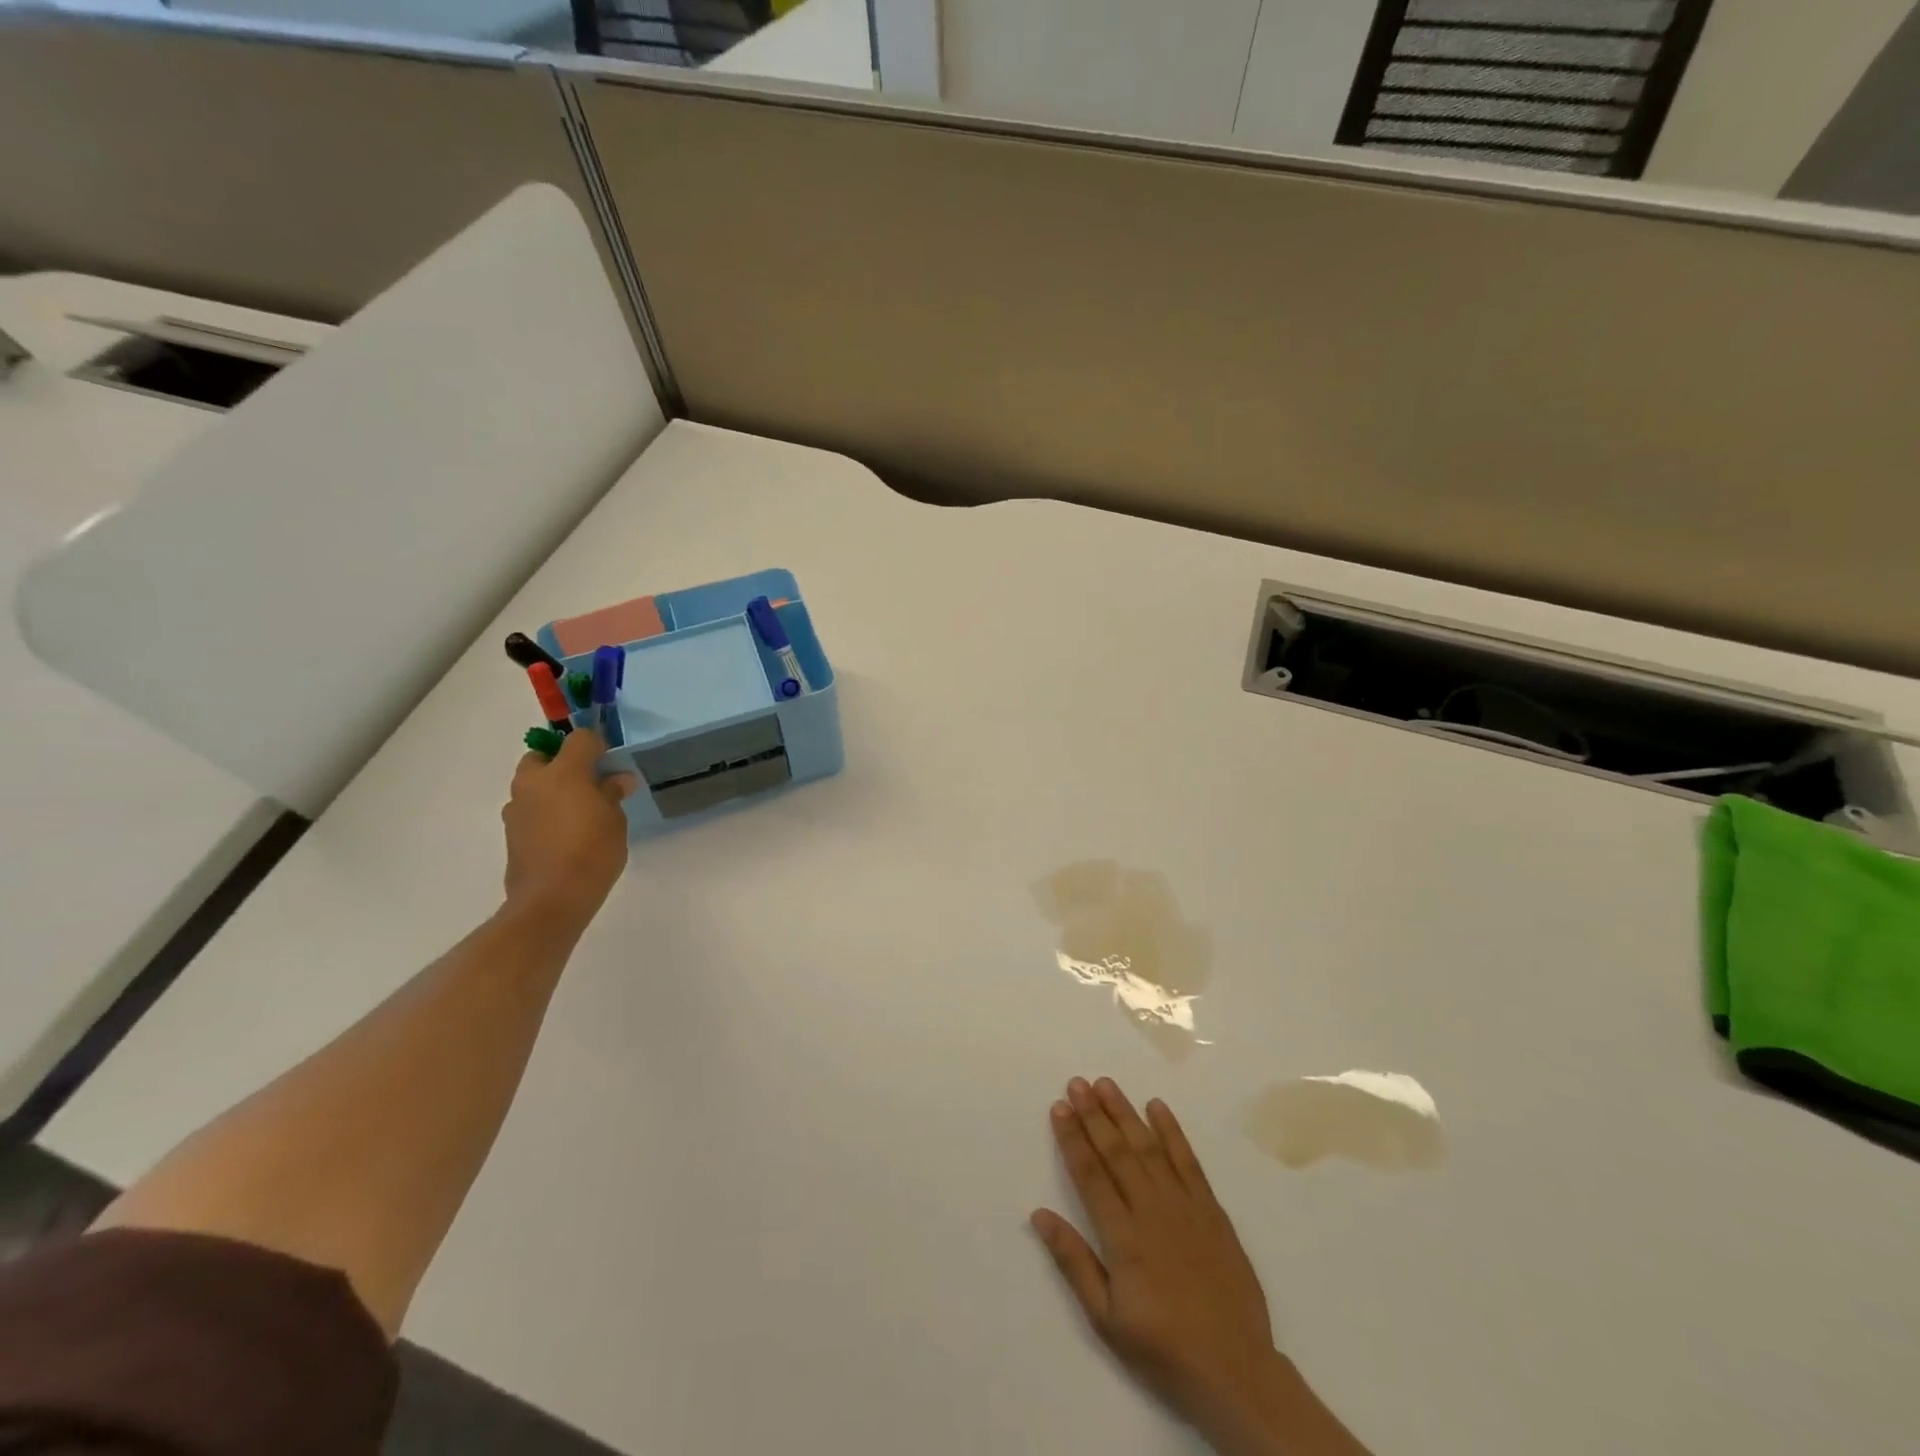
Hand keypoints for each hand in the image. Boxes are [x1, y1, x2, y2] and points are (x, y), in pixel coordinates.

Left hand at [501, 729, 636, 929]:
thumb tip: (618, 779)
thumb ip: (612, 794)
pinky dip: (545, 810)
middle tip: (590, 783)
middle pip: (544, 756)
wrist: (551, 899)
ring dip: (552, 788)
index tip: (612, 764)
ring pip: (533, 783)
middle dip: (564, 762)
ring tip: (579, 811)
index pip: (580, 739)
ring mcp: (517, 807)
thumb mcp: (615, 820)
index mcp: (563, 772)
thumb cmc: (592, 853)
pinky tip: (564, 833)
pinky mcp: (511, 831)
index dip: (598, 746)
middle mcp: (533, 783)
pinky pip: (530, 808)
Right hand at [1032, 1078, 1369, 1455]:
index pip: (1090, 1174)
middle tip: (1076, 1083)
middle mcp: (1151, 1210)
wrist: (1236, 1370)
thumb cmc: (1163, 1348)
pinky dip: (1172, 1131)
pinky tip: (1157, 1107)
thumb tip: (1039, 1214)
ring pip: (1149, 1147)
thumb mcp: (1106, 1318)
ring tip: (1106, 1084)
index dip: (1072, 1138)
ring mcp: (1184, 1206)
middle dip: (1093, 1114)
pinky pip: (1188, 1161)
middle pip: (1117, 1151)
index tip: (1059, 1108)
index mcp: (1123, 1237)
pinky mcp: (1212, 1209)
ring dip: (1125, 1113)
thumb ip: (1074, 1262)